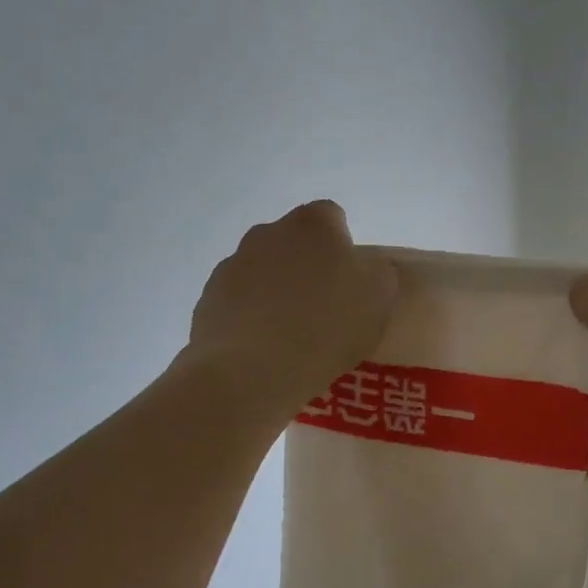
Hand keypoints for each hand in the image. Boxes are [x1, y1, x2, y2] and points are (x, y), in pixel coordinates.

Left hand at [185, 200, 397, 419]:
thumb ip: (377, 272)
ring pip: (263, 272)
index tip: (350, 283)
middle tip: (323, 309)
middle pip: (293, 243)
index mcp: (312, 224)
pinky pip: (238, 303)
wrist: (251, 369)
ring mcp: (232, 265)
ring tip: (291, 337)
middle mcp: (267, 233)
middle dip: (306, 268)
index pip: (332, 218)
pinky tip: (263, 350)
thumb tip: (364, 267)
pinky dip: (251, 318)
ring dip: (276, 293)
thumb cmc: (326, 326)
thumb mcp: (379, 298)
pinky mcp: (209, 299)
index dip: (343, 248)